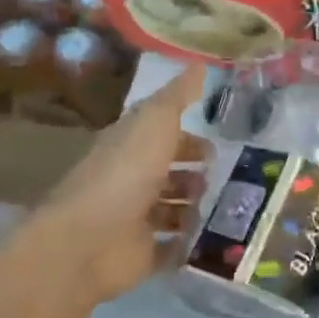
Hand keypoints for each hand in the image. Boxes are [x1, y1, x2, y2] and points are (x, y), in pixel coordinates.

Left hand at [37, 64, 208, 302]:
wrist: (88, 242)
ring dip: (198, 207)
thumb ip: (178, 95)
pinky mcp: (143, 254)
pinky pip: (174, 247)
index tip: (223, 138)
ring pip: (174, 210)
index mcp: (131, 145)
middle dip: (198, 174)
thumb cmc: (124, 172)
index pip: (163, 135)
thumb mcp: (155, 120)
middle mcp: (132, 180)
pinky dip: (192, 244)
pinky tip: (220, 237)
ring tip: (229, 206)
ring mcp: (136, 220)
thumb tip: (200, 63)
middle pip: (170, 173)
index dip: (190, 135)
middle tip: (231, 175)